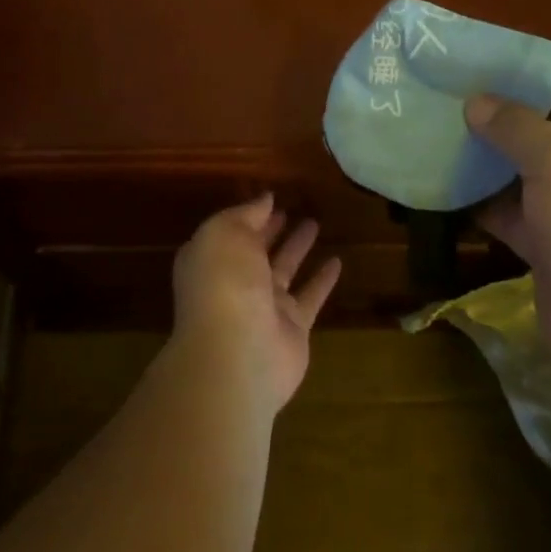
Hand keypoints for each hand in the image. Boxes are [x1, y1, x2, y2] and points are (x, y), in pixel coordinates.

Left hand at [171, 195, 341, 412]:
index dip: (249, 215)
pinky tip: (338, 261)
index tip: (272, 198)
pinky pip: (310, 296)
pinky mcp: (293, 327)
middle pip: (256, 251)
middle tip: (293, 209)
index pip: (231, 232)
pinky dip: (323, 280)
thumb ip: (246, 214)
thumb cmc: (225, 283)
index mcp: (212, 260)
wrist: (239, 353)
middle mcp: (235, 283)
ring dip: (298, 248)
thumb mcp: (225, 233)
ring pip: (285, 270)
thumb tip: (265, 199)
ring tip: (315, 223)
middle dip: (272, 230)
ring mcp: (264, 307)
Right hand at [464, 52, 550, 388]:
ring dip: (490, 154)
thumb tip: (478, 103)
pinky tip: (444, 185)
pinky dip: (484, 200)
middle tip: (456, 92)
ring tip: (441, 131)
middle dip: (508, 107)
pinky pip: (515, 210)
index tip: (499, 57)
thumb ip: (515, 125)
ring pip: (529, 167)